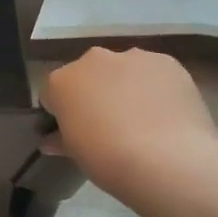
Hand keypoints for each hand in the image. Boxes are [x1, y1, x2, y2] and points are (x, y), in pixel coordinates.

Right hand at [40, 47, 217, 200]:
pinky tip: (166, 113)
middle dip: (94, 93)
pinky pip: (155, 73)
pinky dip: (156, 88)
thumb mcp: (74, 153)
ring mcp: (131, 57)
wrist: (166, 159)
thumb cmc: (106, 158)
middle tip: (108, 123)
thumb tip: (50, 141)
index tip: (73, 129)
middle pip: (89, 74)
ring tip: (143, 119)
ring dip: (126, 87)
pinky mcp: (167, 62)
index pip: (54, 93)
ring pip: (123, 70)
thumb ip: (60, 139)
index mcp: (61, 81)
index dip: (62, 112)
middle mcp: (92, 60)